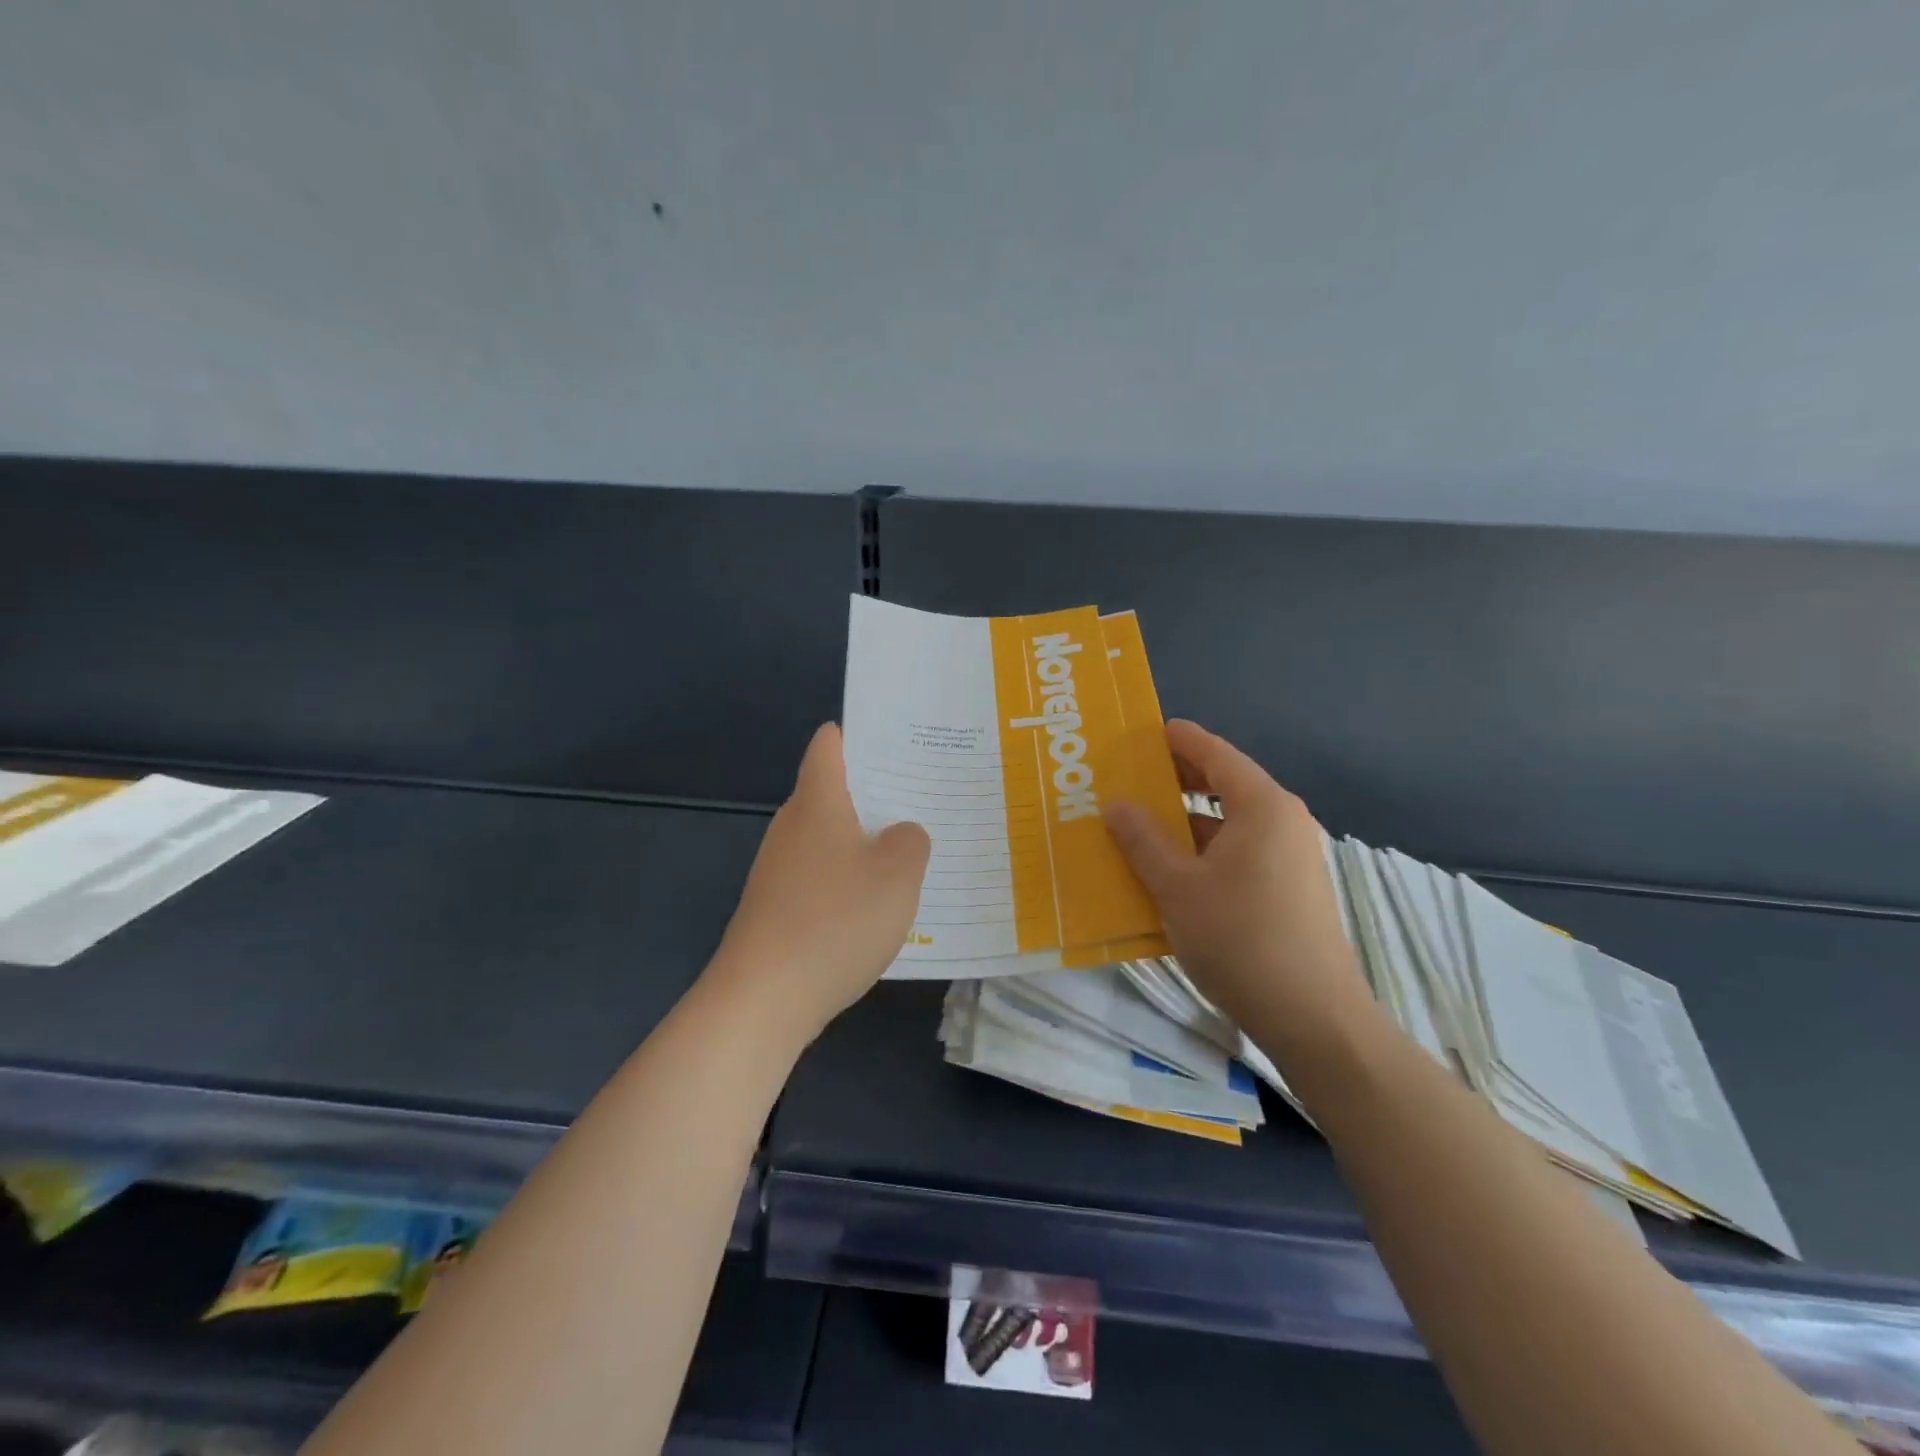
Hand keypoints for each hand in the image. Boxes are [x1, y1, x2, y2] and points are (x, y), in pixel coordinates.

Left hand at [708, 723, 930, 1038]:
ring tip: (911, 849)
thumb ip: (910, 841)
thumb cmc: (835, 921)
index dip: (861, 733)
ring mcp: (779, 869)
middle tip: (924, 795)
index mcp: (817, 802)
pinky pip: (822, 875)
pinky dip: (849, 878)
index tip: (901, 740)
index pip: (830, 745)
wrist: (762, 999)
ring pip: (830, 836)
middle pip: (833, 790)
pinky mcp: (777, 907)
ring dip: (866, 839)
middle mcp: (792, 826)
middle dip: (876, 790)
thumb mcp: (897, 875)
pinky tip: (878, 904)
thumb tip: (900, 834)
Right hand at [1104, 720, 1371, 1042]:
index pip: (1216, 754)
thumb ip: (1143, 841)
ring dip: (1186, 821)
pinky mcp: (1289, 889)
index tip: (1144, 731)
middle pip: (1225, 784)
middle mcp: (1282, 821)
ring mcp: (1290, 857)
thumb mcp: (1178, 888)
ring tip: (1139, 825)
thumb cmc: (1241, 939)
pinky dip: (1204, 850)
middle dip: (1178, 779)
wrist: (1314, 1017)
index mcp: (1262, 807)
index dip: (1179, 739)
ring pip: (1230, 822)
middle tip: (1130, 777)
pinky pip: (1239, 852)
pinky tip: (1170, 870)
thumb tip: (1116, 804)